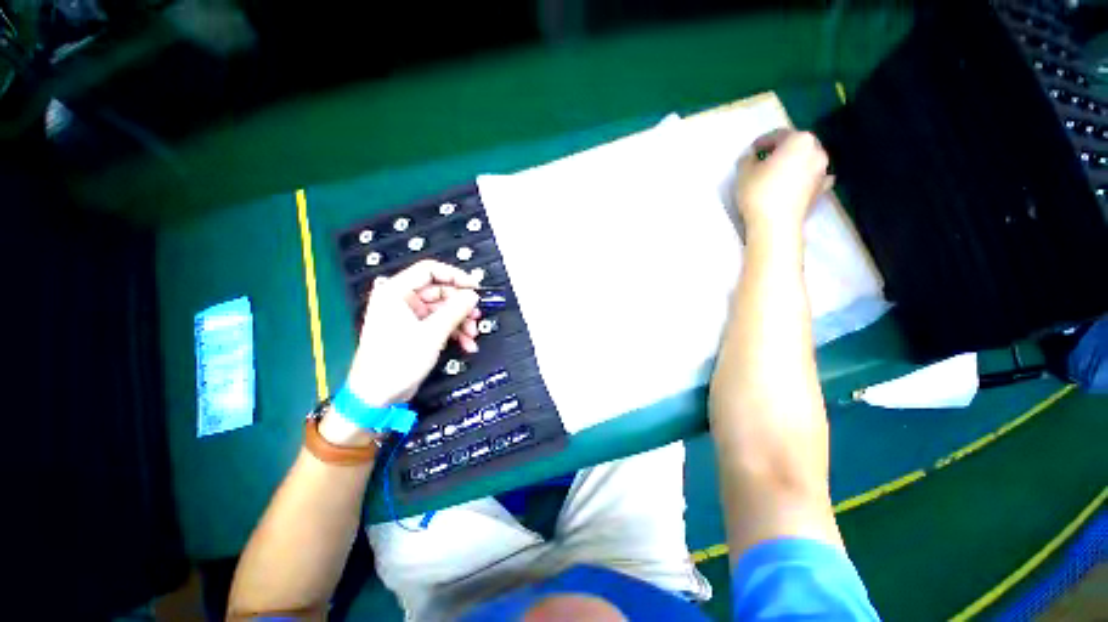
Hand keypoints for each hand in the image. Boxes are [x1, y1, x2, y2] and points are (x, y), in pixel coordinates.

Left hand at [344, 260, 481, 406]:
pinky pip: (439, 323)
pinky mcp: (414, 330)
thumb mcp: (432, 333)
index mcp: (395, 292)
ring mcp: (408, 316)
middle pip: (440, 292)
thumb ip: (455, 310)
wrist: (377, 396)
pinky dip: (454, 332)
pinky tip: (466, 344)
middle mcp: (401, 300)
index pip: (430, 270)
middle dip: (461, 306)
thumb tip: (473, 295)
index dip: (456, 276)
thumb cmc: (397, 361)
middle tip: (477, 316)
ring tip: (472, 335)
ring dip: (461, 321)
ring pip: (443, 309)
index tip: (475, 287)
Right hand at [734, 130, 831, 241]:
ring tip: (777, 174)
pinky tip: (797, 184)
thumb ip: (747, 159)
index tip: (752, 151)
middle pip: (796, 146)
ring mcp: (823, 171)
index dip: (763, 141)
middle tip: (764, 161)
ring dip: (793, 164)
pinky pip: (813, 178)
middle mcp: (817, 151)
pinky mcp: (821, 191)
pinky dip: (805, 179)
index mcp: (799, 140)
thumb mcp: (744, 172)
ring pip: (806, 161)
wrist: (775, 224)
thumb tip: (752, 158)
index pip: (779, 135)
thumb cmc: (759, 192)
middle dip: (781, 151)